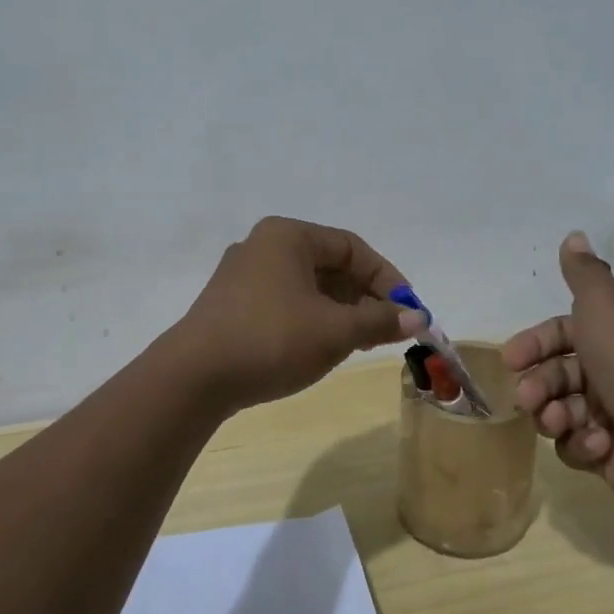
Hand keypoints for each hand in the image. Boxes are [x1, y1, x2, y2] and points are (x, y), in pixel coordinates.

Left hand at [173, 217, 427, 410]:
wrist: (194, 377)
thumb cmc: (272, 339)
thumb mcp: (335, 330)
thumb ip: (379, 321)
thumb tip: (418, 318)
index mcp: (287, 236)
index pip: (352, 248)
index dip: (386, 278)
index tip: (408, 310)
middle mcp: (262, 246)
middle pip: (329, 266)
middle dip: (363, 298)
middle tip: (386, 330)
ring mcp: (242, 276)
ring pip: (307, 287)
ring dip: (339, 312)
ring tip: (359, 343)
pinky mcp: (231, 306)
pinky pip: (284, 303)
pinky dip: (311, 320)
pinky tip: (321, 348)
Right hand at [503, 231, 613, 504]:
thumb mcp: (605, 304)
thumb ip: (584, 272)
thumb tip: (574, 235)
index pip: (562, 333)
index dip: (534, 344)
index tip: (511, 359)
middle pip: (555, 374)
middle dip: (537, 386)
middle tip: (529, 398)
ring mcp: (613, 414)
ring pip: (558, 410)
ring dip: (552, 415)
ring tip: (560, 422)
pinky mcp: (610, 453)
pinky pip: (575, 445)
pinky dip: (581, 444)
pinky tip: (598, 443)